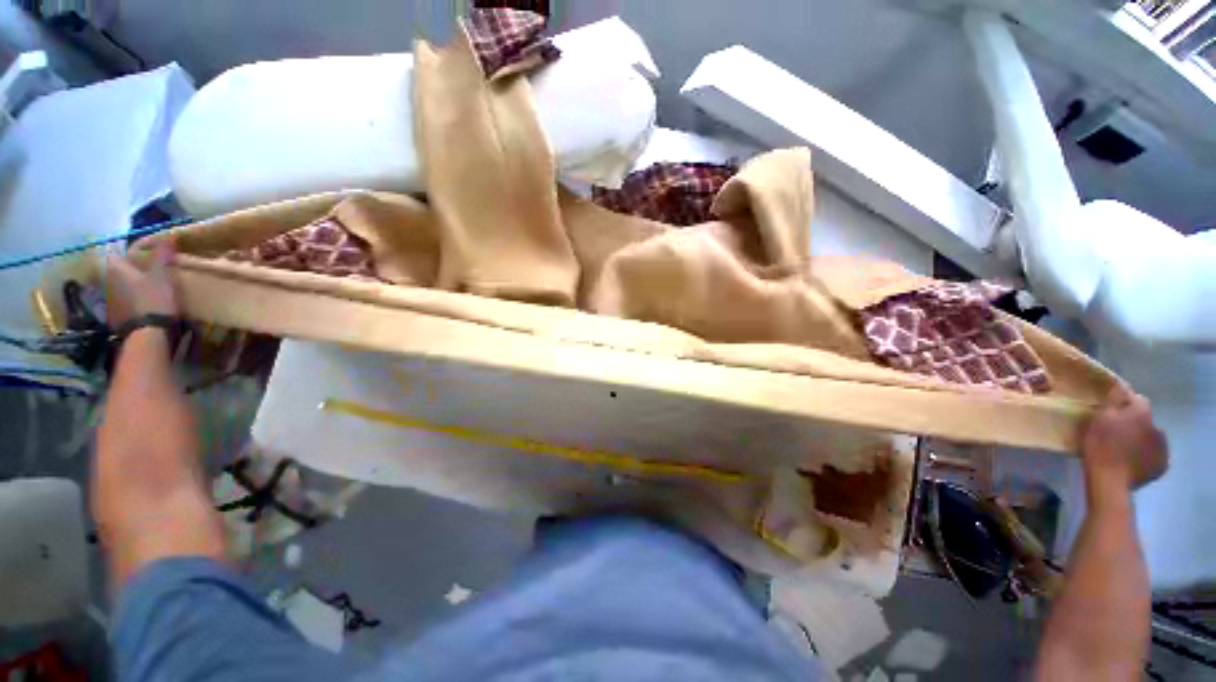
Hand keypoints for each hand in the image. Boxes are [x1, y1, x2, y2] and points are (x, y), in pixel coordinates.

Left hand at [105, 241, 179, 327]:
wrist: (149, 334)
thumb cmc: (153, 299)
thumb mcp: (162, 274)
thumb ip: (162, 255)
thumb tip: (168, 235)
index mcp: (114, 268)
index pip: (118, 253)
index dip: (131, 252)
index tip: (148, 253)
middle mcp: (107, 281)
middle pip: (118, 270)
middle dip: (132, 269)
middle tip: (150, 269)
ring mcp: (110, 301)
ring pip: (121, 286)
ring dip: (132, 285)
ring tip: (150, 286)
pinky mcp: (117, 316)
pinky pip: (124, 301)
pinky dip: (133, 299)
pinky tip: (146, 303)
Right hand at [1080, 383, 1168, 495]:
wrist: (1110, 480)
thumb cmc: (1100, 445)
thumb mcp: (1099, 418)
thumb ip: (1113, 401)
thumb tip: (1122, 386)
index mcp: (1143, 413)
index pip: (1138, 399)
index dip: (1126, 404)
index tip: (1112, 411)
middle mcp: (1158, 426)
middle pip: (1147, 420)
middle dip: (1136, 424)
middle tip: (1117, 434)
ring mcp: (1163, 448)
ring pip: (1152, 439)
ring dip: (1141, 440)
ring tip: (1124, 450)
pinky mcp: (1162, 466)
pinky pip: (1155, 456)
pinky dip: (1146, 457)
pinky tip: (1133, 462)